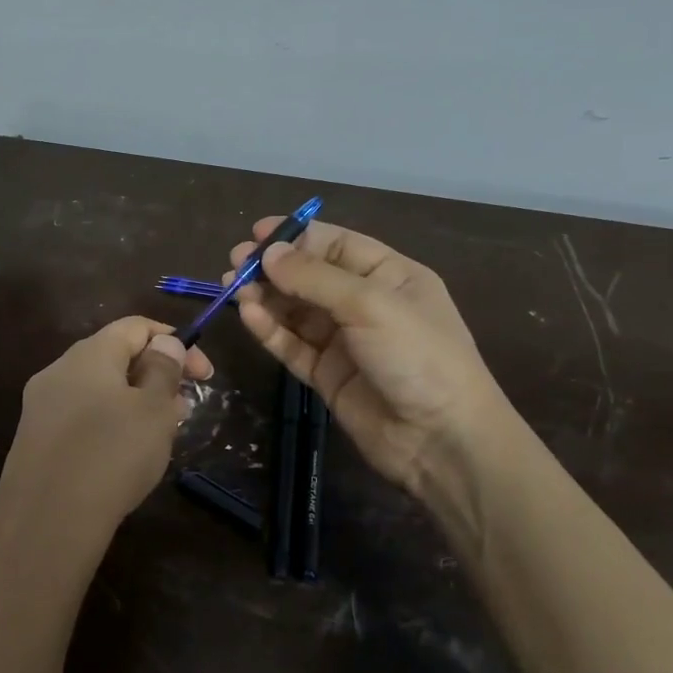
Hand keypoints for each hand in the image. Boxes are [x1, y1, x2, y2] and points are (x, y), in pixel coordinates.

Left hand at [0, 317, 212, 595]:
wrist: (45, 525)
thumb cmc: (111, 457)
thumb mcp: (153, 411)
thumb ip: (163, 370)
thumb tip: (164, 343)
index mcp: (88, 354)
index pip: (135, 327)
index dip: (174, 342)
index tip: (204, 375)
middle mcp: (58, 371)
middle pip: (114, 357)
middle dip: (155, 376)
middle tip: (184, 408)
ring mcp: (40, 407)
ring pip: (98, 391)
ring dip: (134, 403)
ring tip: (161, 434)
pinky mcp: (34, 441)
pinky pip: (80, 418)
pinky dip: (109, 425)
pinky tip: (125, 457)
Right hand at [229, 219, 517, 518]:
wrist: (440, 439)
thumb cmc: (418, 356)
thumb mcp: (371, 305)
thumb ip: (315, 277)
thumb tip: (268, 253)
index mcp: (390, 276)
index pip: (337, 245)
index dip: (297, 237)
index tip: (256, 233)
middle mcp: (366, 304)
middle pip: (310, 277)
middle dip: (273, 268)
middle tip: (234, 263)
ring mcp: (345, 341)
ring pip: (296, 311)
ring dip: (266, 297)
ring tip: (232, 288)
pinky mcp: (327, 375)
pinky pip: (292, 345)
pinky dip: (270, 330)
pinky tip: (248, 315)